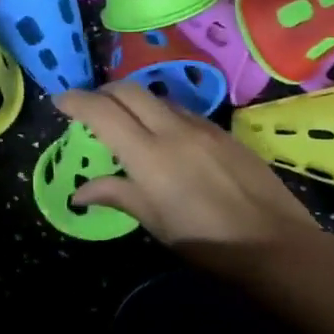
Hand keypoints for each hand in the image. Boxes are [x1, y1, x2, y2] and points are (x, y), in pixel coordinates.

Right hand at [54, 82, 320, 250]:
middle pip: (129, 91)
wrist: (273, 243)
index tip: (60, 101)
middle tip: (90, 107)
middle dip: (104, 92)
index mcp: (148, 155)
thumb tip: (79, 193)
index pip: (102, 112)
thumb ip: (117, 195)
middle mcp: (173, 130)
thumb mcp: (154, 222)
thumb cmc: (205, 241)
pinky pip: (183, 112)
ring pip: (158, 98)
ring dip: (135, 101)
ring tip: (126, 121)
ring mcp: (202, 127)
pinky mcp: (224, 133)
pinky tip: (165, 136)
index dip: (76, 101)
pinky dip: (162, 114)